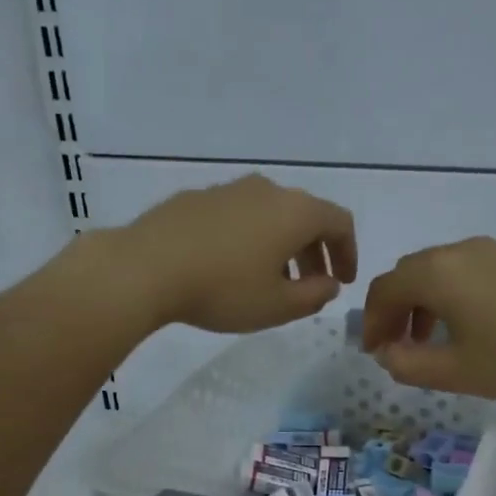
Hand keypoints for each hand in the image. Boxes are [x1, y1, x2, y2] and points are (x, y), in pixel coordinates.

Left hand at [100, 175, 356, 333]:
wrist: (146, 267)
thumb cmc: (223, 289)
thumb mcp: (278, 306)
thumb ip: (314, 296)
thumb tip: (329, 284)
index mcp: (295, 211)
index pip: (339, 222)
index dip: (348, 252)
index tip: (343, 282)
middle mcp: (266, 190)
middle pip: (304, 216)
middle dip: (314, 252)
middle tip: (310, 287)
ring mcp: (228, 190)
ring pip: (269, 215)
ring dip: (281, 246)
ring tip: (271, 281)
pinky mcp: (196, 198)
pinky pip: (238, 217)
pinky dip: (249, 239)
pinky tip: (231, 268)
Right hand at [361, 237, 495, 399]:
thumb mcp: (455, 372)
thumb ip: (408, 365)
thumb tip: (388, 354)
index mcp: (436, 274)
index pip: (384, 290)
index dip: (371, 322)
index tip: (375, 352)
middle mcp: (460, 251)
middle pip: (410, 274)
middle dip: (396, 310)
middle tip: (400, 346)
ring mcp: (493, 250)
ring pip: (441, 271)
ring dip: (425, 303)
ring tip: (435, 340)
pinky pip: (470, 270)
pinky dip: (455, 295)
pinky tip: (475, 326)